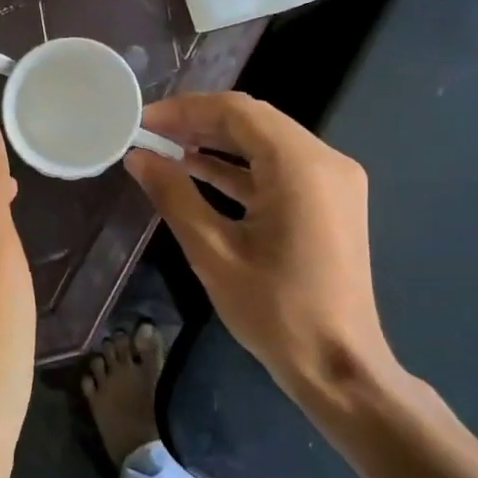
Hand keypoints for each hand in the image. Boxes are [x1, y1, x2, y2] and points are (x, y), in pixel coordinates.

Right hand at [124, 92, 398, 407]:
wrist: (339, 367)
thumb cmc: (275, 311)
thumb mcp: (213, 252)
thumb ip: (174, 195)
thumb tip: (138, 157)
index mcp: (300, 167)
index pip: (237, 112)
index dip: (185, 109)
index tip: (144, 121)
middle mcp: (325, 161)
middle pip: (254, 122)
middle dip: (199, 122)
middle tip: (151, 133)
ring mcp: (333, 181)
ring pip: (266, 142)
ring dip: (218, 143)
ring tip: (166, 148)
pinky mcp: (330, 201)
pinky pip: (280, 168)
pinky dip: (241, 167)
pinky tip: (199, 171)